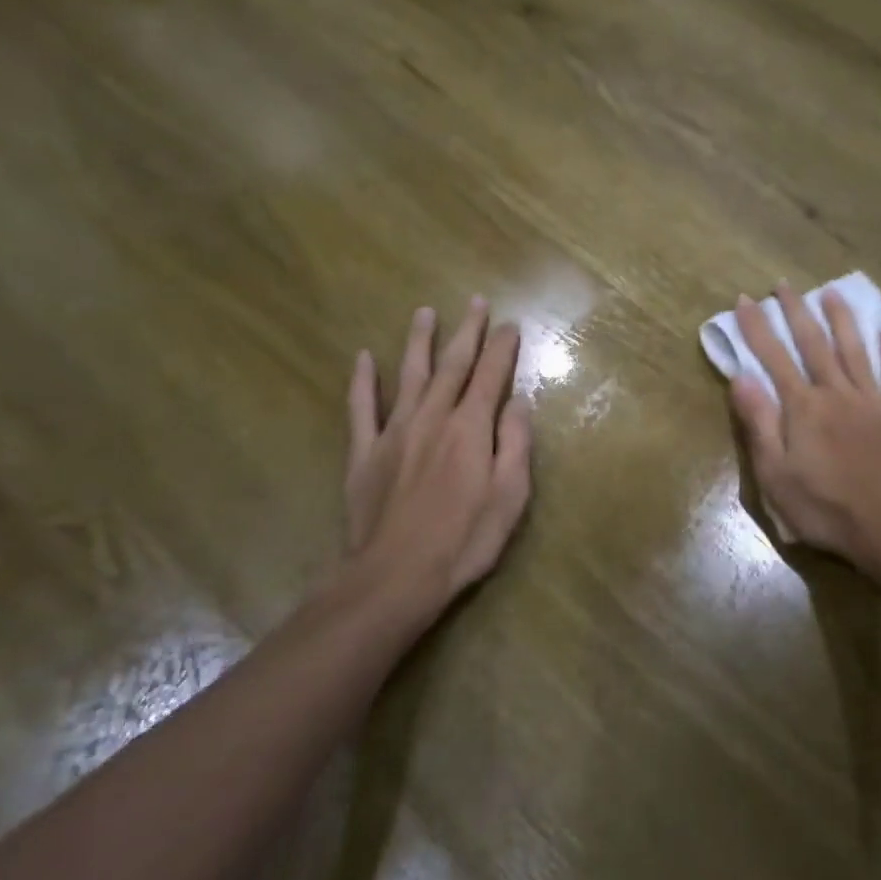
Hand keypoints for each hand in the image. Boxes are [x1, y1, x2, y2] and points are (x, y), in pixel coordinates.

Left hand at [340, 297, 532, 618]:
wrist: (394, 577)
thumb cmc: (463, 541)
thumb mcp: (510, 497)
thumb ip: (515, 444)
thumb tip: (519, 402)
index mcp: (470, 428)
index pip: (490, 376)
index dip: (501, 348)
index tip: (509, 324)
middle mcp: (432, 417)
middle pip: (453, 365)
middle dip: (467, 331)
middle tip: (476, 302)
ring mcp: (394, 432)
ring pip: (409, 375)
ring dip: (419, 341)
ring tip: (425, 312)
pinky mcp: (364, 453)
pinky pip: (361, 408)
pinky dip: (362, 381)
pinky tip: (363, 358)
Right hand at [730, 283, 880, 574]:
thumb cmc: (826, 508)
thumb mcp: (776, 474)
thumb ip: (759, 423)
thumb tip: (740, 377)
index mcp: (804, 408)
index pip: (773, 358)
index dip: (756, 327)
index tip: (745, 299)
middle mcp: (837, 394)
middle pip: (814, 344)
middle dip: (796, 312)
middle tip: (784, 284)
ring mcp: (874, 403)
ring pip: (856, 351)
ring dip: (842, 320)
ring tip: (832, 292)